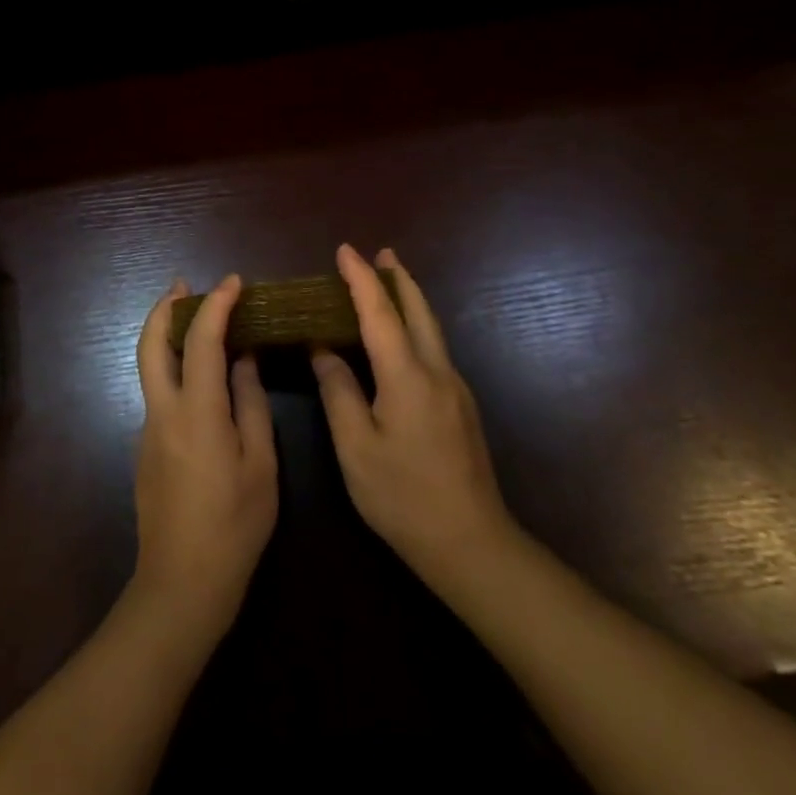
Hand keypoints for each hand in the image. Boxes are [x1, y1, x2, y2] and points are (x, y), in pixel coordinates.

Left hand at [129, 275, 278, 644]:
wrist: (181, 584)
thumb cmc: (233, 526)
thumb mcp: (260, 465)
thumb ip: (251, 405)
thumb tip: (244, 360)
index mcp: (197, 412)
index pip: (202, 340)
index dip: (217, 304)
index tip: (234, 282)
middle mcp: (163, 411)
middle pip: (151, 344)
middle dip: (164, 307)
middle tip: (184, 285)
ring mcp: (148, 429)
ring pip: (149, 366)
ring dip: (166, 335)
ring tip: (193, 320)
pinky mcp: (144, 448)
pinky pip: (157, 391)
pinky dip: (172, 366)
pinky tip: (198, 377)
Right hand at [311, 245, 523, 597]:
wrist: (472, 544)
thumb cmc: (403, 497)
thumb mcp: (356, 447)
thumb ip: (339, 392)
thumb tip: (324, 350)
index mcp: (408, 377)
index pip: (380, 314)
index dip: (361, 279)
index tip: (344, 250)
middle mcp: (437, 372)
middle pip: (418, 311)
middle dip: (398, 278)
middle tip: (381, 252)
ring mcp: (455, 389)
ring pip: (431, 328)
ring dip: (410, 299)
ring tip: (391, 280)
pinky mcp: (461, 407)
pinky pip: (434, 348)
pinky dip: (416, 325)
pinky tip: (403, 336)